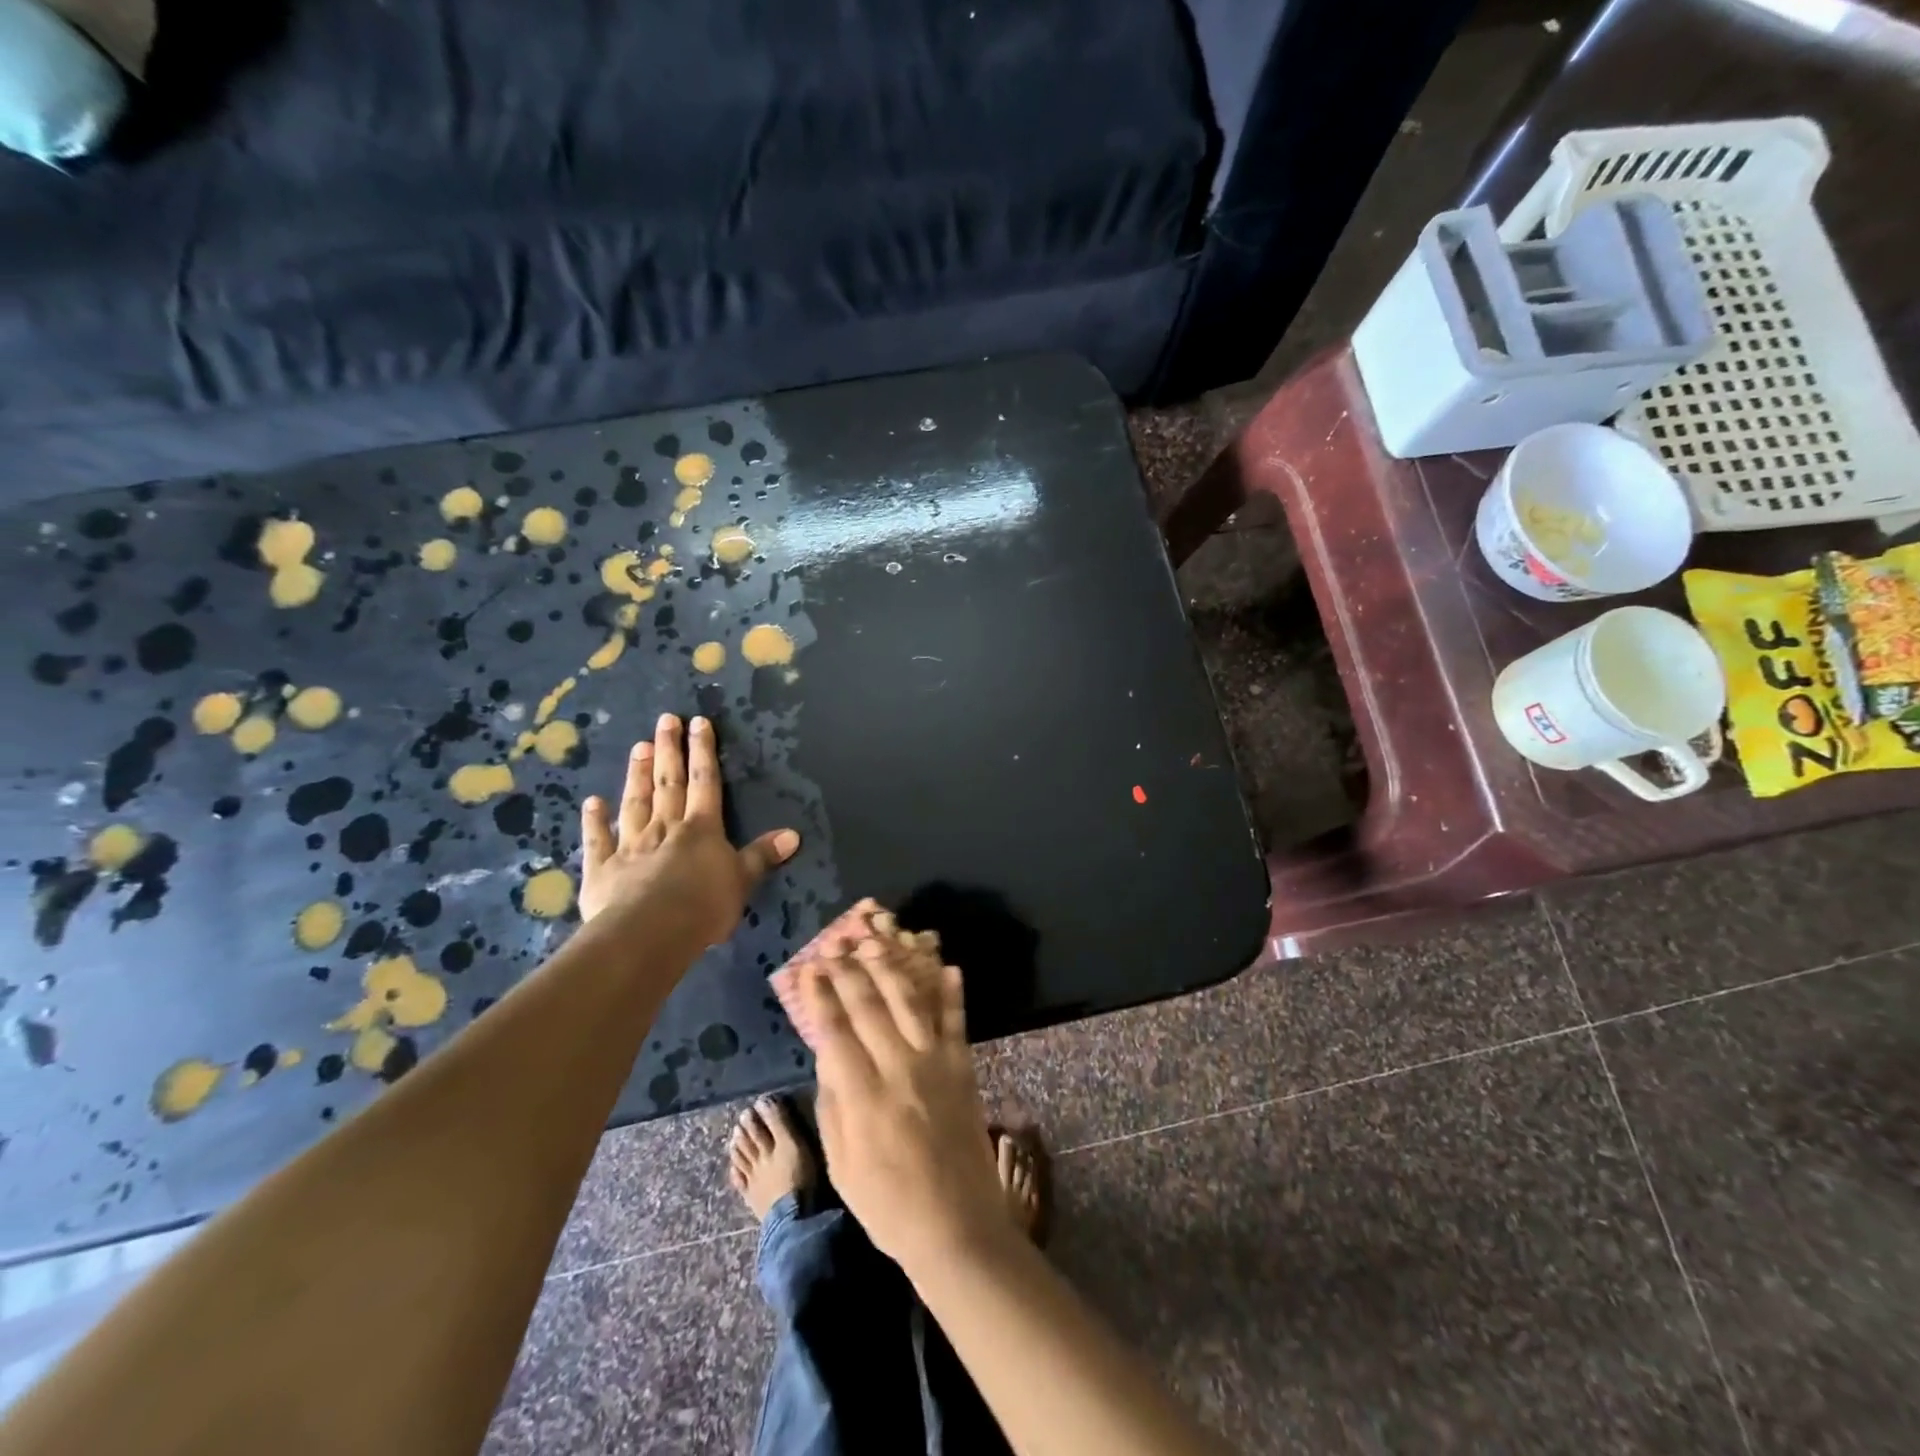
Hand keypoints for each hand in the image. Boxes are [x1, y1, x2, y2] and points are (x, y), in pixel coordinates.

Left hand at [578, 713, 799, 944]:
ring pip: (635, 803)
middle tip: (664, 720)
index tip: (698, 722)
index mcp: (701, 829)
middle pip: (668, 783)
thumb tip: (794, 834)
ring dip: (637, 775)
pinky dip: (595, 820)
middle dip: (669, 750)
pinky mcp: (602, 869)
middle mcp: (665, 828)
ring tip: (637, 747)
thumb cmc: (703, 906)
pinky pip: (598, 839)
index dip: (703, 752)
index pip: (705, 782)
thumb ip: (762, 856)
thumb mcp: (743, 881)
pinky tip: (592, 802)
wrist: (649, 932)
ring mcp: (630, 846)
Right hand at [798, 937, 1004, 1273]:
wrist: (956, 1226)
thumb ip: (833, 1105)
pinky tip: (947, 965)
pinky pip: (957, 1021)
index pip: (835, 1031)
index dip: (820, 995)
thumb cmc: (887, 1204)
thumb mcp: (841, 1164)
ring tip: (876, 941)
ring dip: (892, 967)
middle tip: (835, 942)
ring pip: (911, 1002)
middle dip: (849, 970)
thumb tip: (827, 1057)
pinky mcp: (963, 1067)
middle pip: (869, 1006)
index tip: (808, 968)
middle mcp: (899, 1068)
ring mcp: (935, 1064)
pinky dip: (952, 992)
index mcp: (863, 1096)